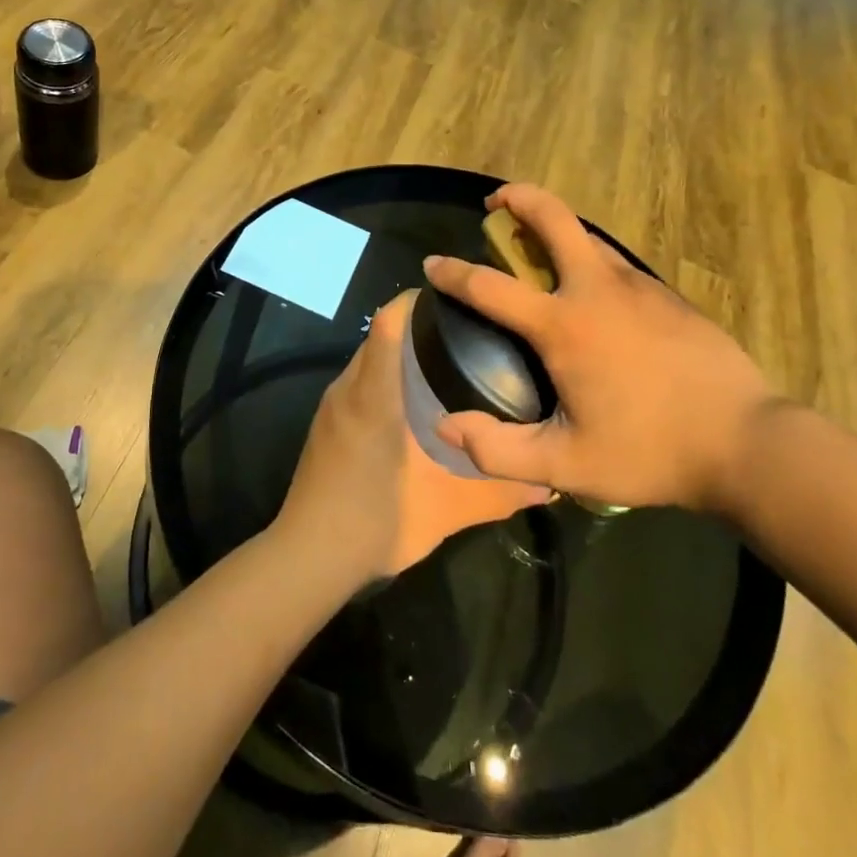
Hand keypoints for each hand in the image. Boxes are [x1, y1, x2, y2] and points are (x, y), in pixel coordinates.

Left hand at [276, 292, 550, 585]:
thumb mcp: (445, 509)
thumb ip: (497, 493)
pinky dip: (385, 378)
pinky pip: (359, 382)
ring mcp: (332, 407)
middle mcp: (348, 389)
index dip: (416, 301)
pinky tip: (414, 405)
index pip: (387, 323)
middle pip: (379, 336)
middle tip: (466, 334)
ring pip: (368, 361)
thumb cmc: (376, 521)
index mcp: (374, 395)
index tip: (454, 299)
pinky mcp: (326, 426)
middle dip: (417, 327)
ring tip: (447, 364)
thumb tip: (547, 484)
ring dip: (400, 354)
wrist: (309, 557)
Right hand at [422, 184, 782, 515]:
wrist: (748, 444)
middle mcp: (597, 290)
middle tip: (496, 203)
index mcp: (564, 326)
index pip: (491, 286)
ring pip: (588, 237)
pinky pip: (617, 264)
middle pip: (553, 218)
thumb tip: (446, 425)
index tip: (433, 262)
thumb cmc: (650, 452)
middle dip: (518, 198)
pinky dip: (590, 260)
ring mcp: (639, 287)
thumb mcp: (566, 466)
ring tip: (538, 250)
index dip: (454, 272)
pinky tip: (594, 293)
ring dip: (556, 228)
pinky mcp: (668, 296)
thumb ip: (498, 450)